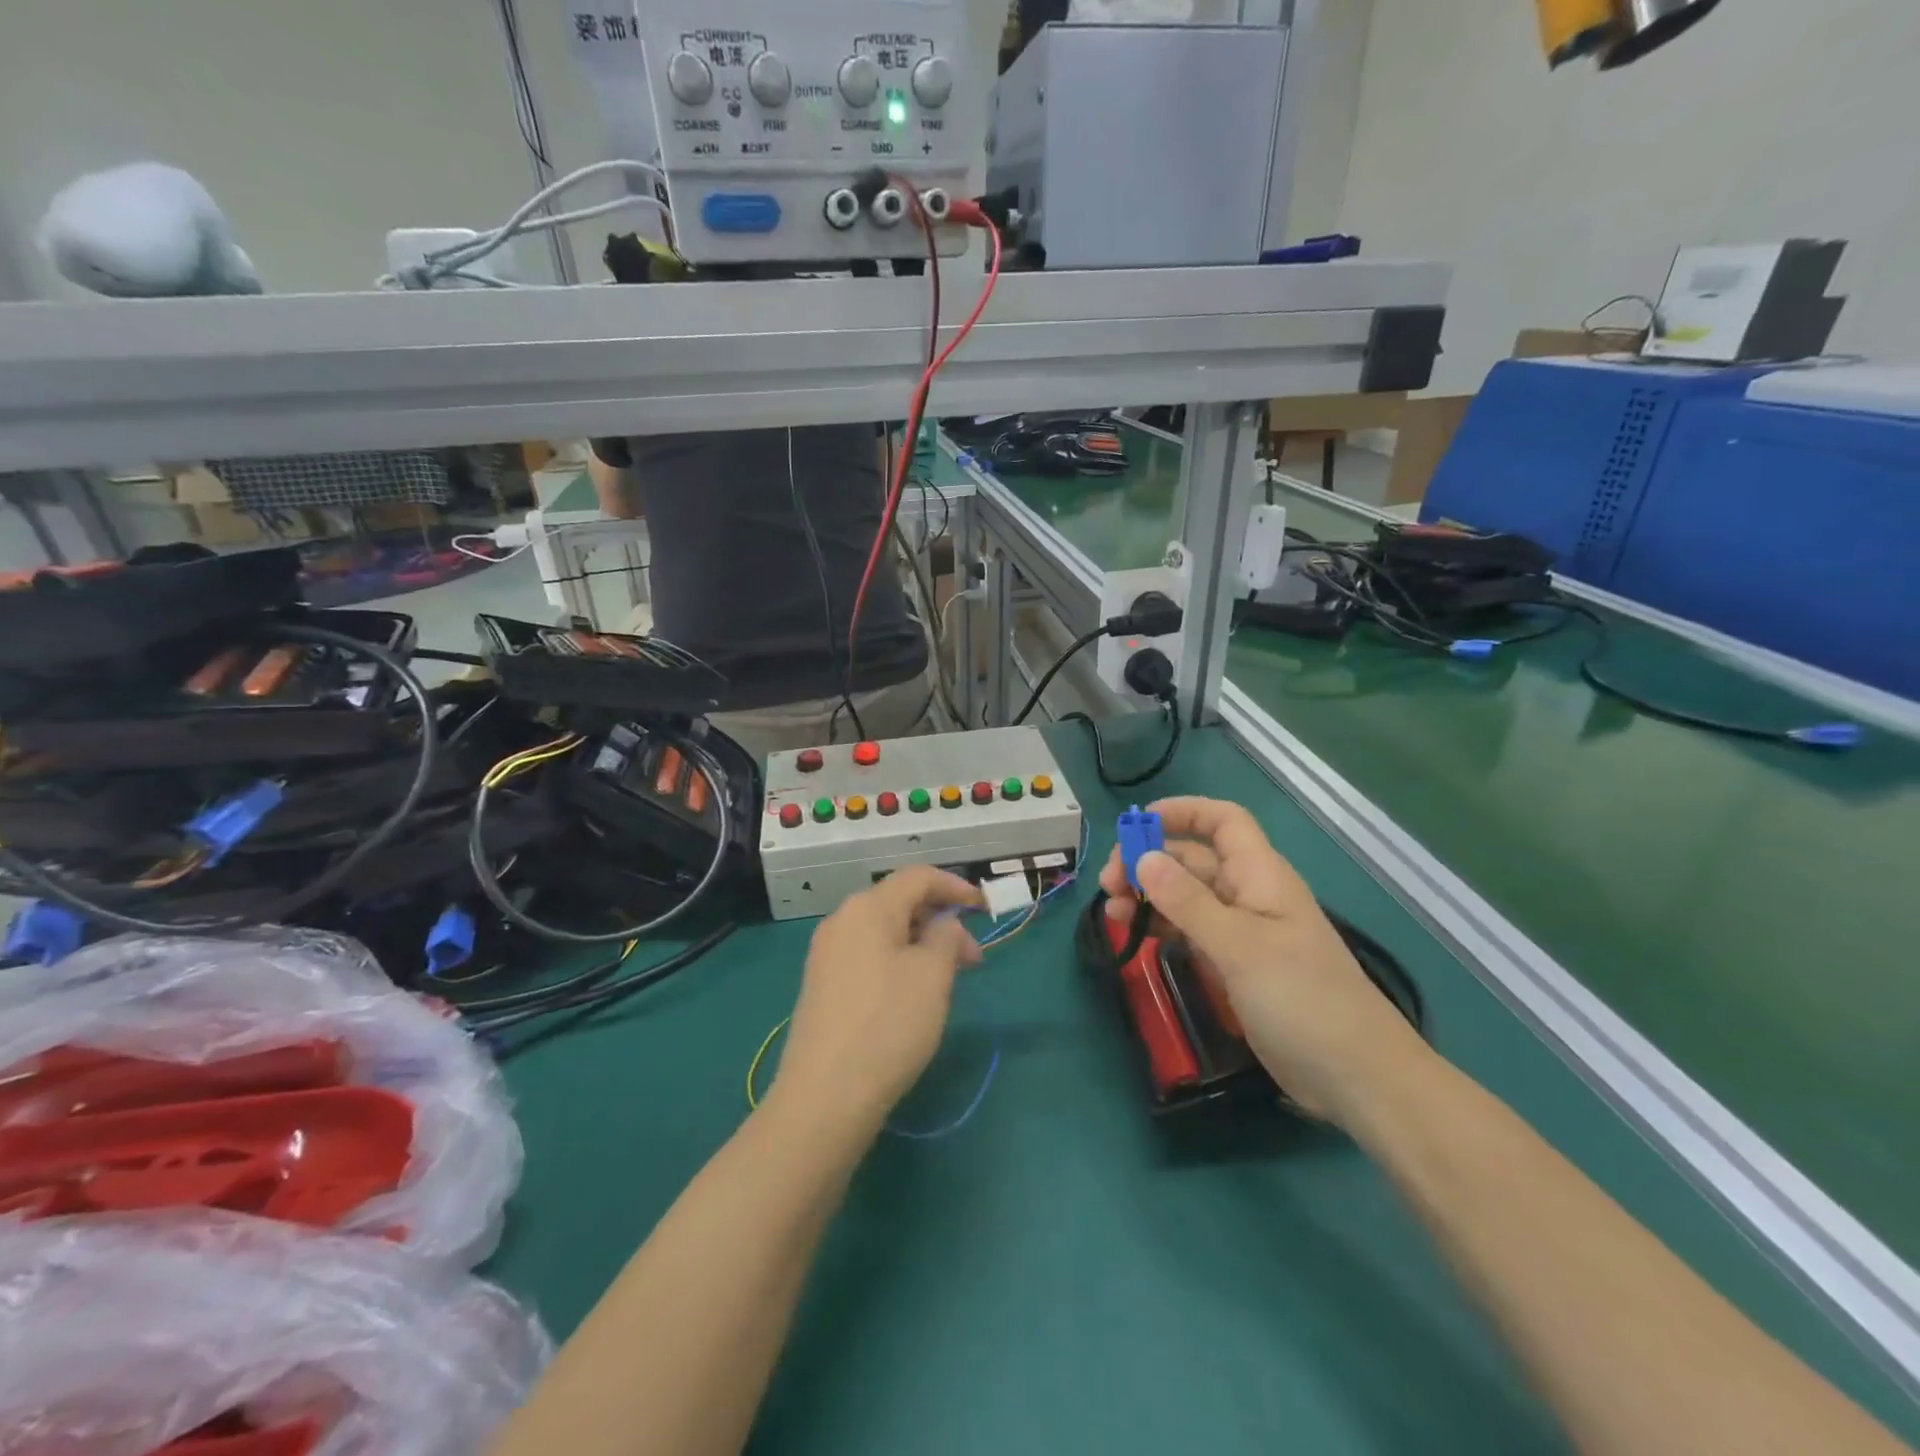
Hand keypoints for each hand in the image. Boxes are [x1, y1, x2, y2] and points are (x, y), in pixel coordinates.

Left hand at [772, 866, 985, 1132]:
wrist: (825, 1096)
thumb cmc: (888, 1024)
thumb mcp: (932, 975)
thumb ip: (946, 937)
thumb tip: (943, 926)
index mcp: (867, 907)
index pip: (918, 877)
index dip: (956, 886)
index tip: (985, 909)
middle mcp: (842, 921)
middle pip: (900, 903)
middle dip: (941, 922)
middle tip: (973, 960)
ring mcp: (827, 954)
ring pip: (885, 933)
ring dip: (922, 945)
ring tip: (948, 981)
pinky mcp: (823, 986)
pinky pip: (869, 957)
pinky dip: (899, 963)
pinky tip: (914, 996)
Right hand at [1099, 797, 1430, 1125]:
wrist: (1355, 1076)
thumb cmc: (1302, 998)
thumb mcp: (1240, 946)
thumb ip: (1188, 901)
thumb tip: (1143, 857)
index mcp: (1260, 875)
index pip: (1222, 822)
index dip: (1182, 812)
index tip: (1136, 825)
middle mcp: (1248, 894)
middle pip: (1193, 859)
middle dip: (1149, 861)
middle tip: (1108, 884)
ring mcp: (1241, 932)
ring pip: (1186, 897)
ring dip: (1148, 896)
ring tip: (1111, 912)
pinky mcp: (1234, 966)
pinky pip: (1190, 931)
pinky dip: (1161, 927)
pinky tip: (1134, 935)